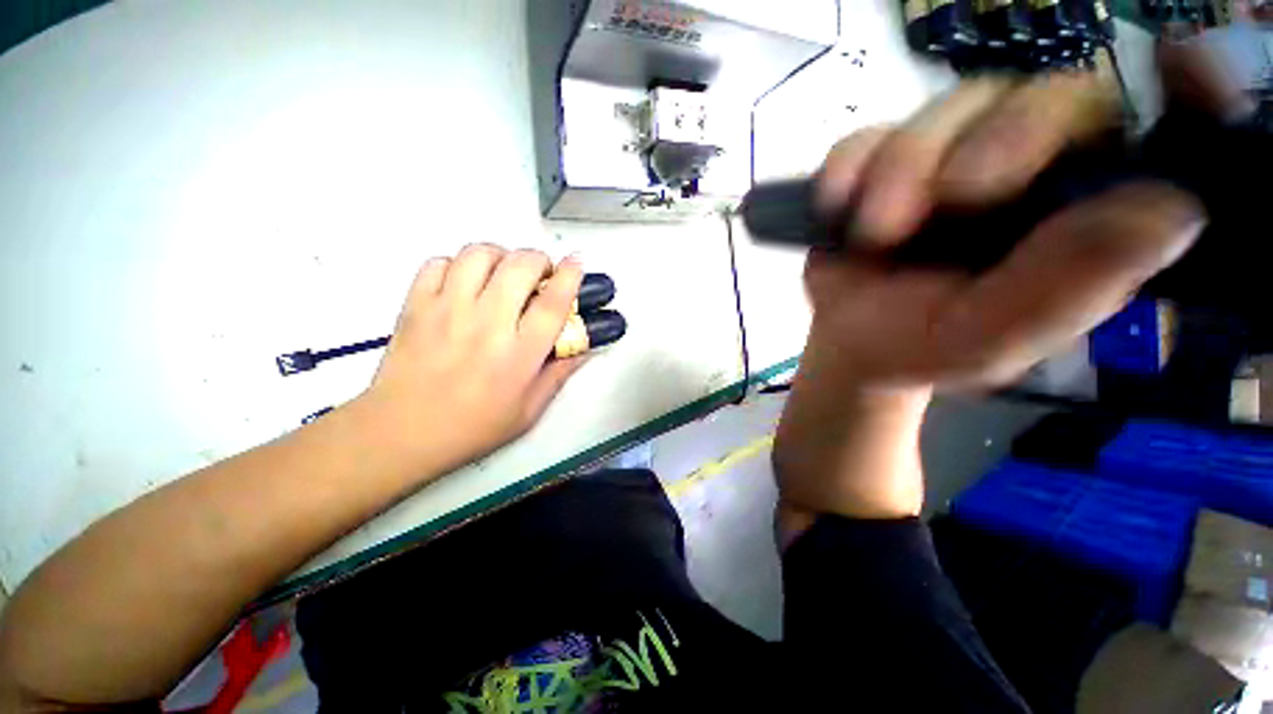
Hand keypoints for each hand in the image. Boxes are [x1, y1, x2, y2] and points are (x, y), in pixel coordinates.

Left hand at [362, 244, 584, 475]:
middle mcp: (487, 323)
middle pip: (520, 266)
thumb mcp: (529, 410)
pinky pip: (439, 263)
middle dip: (538, 260)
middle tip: (540, 274)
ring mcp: (448, 310)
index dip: (570, 275)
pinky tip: (464, 283)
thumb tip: (584, 348)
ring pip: (479, 254)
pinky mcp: (416, 305)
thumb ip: (559, 374)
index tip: (576, 262)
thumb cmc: (474, 427)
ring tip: (502, 274)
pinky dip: (458, 265)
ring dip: (500, 256)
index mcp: (520, 353)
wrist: (402, 433)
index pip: (553, 302)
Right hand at [805, 72, 1205, 390]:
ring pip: (951, 108)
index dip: (1181, 93)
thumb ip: (1069, 288)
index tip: (1186, 62)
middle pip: (1044, 99)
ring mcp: (950, 153)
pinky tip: (837, 206)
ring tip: (872, 234)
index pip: (1147, 135)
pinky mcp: (884, 157)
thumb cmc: (918, 346)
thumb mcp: (989, 338)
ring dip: (902, 169)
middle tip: (949, 202)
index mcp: (1079, 214)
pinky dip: (850, 166)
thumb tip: (1170, 210)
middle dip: (995, 143)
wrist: (847, 339)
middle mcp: (1030, 167)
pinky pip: (870, 134)